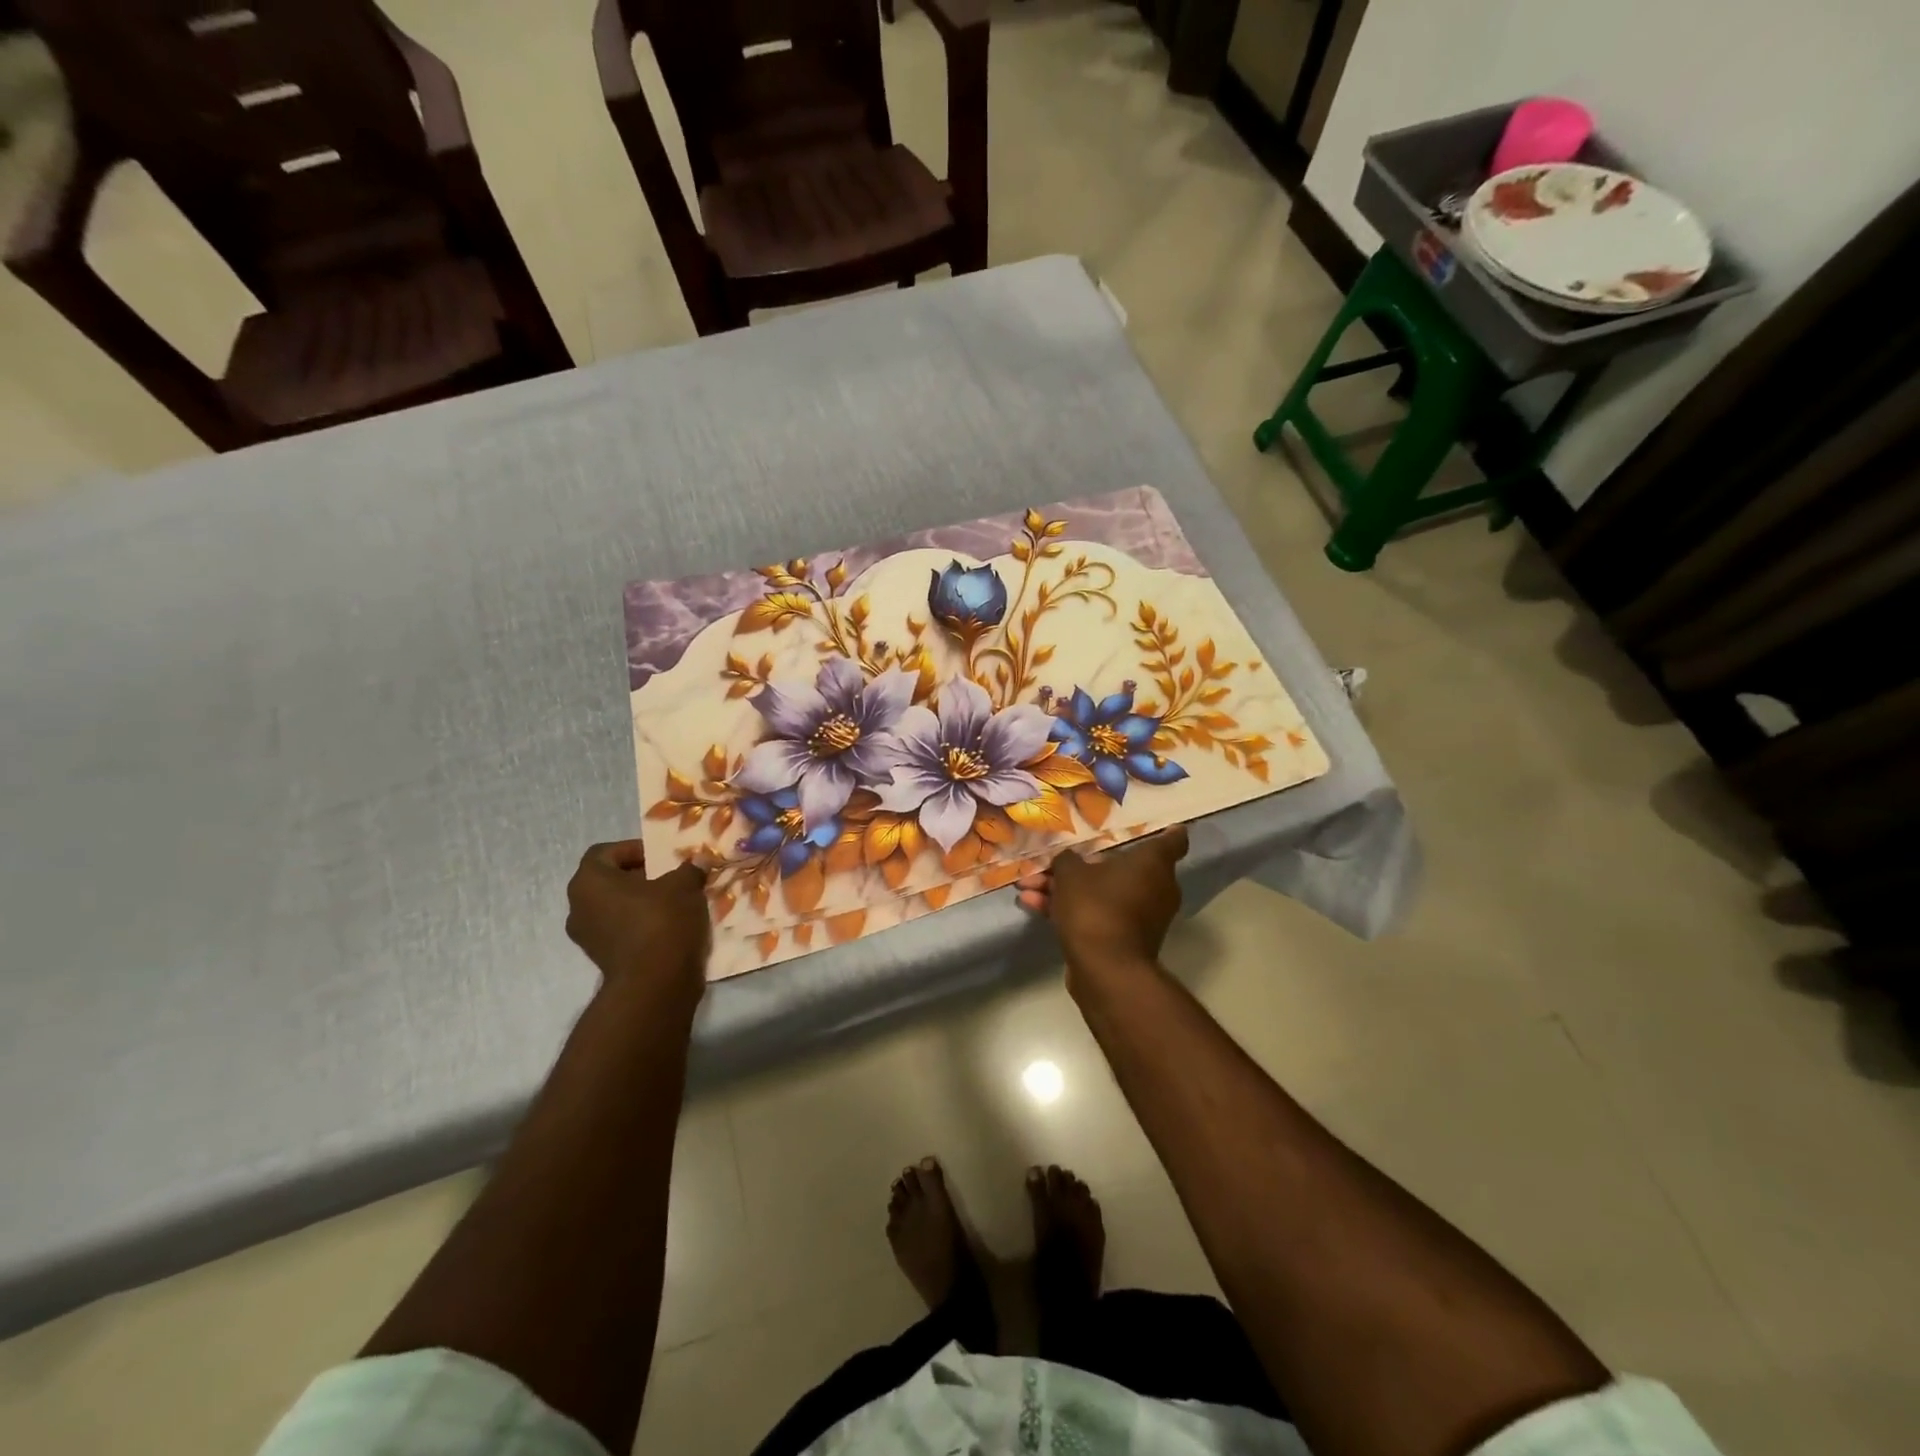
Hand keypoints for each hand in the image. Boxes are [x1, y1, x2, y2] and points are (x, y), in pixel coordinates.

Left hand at [566, 841, 710, 1003]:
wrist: (655, 984)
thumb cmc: (662, 921)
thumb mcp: (684, 885)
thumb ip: (688, 869)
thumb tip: (696, 863)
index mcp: (589, 881)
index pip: (605, 852)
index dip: (633, 849)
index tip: (661, 857)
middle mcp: (578, 907)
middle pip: (608, 881)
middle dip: (639, 877)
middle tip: (670, 878)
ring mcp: (587, 937)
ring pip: (614, 907)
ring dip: (640, 902)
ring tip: (673, 903)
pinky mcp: (601, 959)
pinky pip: (620, 931)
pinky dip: (640, 925)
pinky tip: (669, 927)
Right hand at [1017, 826, 1188, 983]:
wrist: (1105, 970)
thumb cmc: (1096, 908)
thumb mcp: (1071, 874)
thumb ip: (1067, 859)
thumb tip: (1068, 860)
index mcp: (1153, 864)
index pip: (1173, 840)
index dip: (1165, 830)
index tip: (1155, 824)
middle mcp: (1155, 888)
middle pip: (1121, 866)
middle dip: (1082, 864)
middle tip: (1055, 860)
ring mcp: (1141, 916)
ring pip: (1101, 892)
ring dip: (1066, 888)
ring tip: (1028, 884)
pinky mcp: (1123, 939)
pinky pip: (1097, 913)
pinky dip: (1071, 909)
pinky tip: (1032, 904)